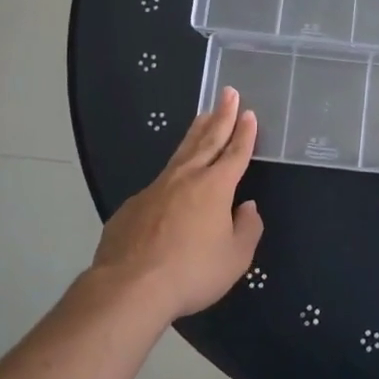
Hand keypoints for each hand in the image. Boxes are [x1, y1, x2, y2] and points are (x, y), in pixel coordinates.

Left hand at [92, 87, 262, 319]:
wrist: (130, 286)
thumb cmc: (191, 271)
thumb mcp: (235, 258)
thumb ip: (247, 229)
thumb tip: (247, 207)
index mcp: (215, 187)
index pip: (235, 153)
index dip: (244, 133)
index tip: (248, 112)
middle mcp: (186, 178)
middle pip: (207, 140)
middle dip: (221, 116)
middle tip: (227, 92)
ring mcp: (156, 188)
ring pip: (181, 153)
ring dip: (195, 132)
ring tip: (203, 115)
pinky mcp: (133, 205)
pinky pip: (159, 182)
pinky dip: (171, 172)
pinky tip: (171, 180)